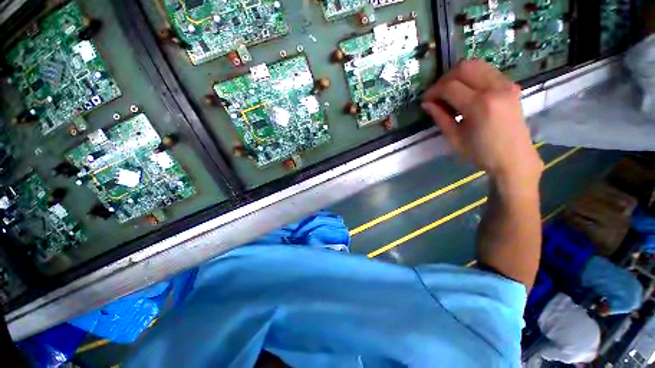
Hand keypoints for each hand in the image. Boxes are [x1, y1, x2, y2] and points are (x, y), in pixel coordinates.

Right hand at [421, 59, 542, 188]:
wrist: (514, 158)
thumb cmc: (481, 153)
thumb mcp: (454, 139)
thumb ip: (440, 118)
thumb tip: (426, 104)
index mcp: (479, 106)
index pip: (450, 87)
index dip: (433, 91)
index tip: (425, 100)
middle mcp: (495, 88)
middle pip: (464, 68)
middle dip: (444, 79)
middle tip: (437, 94)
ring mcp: (506, 84)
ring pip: (477, 64)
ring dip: (458, 74)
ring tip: (449, 90)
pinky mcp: (511, 85)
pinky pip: (487, 70)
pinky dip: (472, 76)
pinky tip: (465, 90)